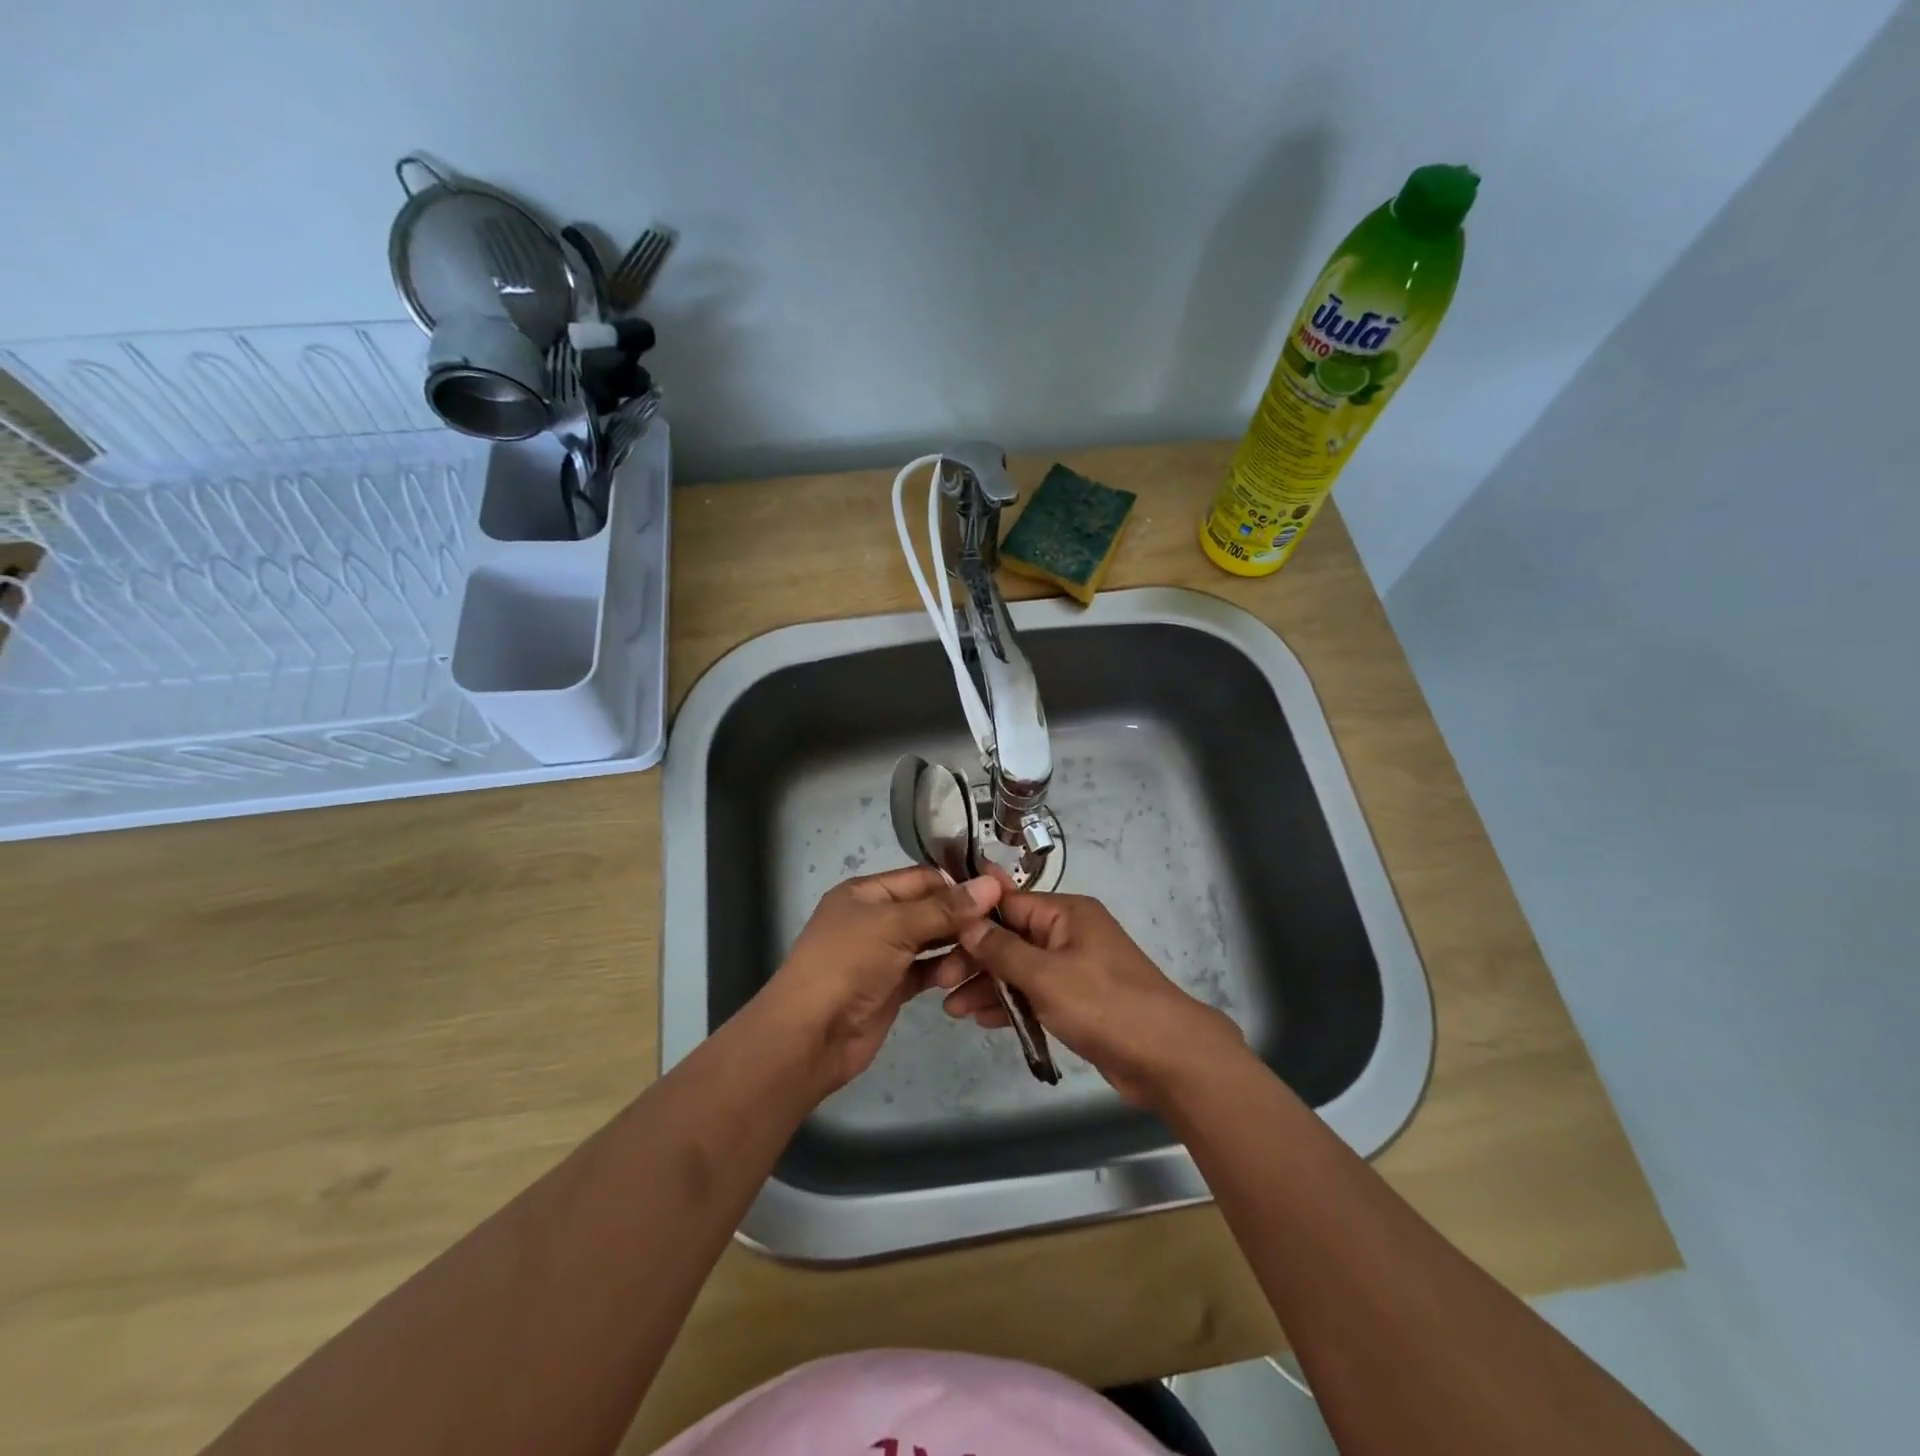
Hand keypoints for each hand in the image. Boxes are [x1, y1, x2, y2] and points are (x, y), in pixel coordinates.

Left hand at [760, 867, 1000, 1090]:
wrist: (810, 1036)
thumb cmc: (847, 964)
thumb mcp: (895, 926)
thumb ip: (944, 908)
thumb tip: (992, 884)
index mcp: (867, 892)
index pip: (923, 878)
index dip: (958, 885)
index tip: (999, 895)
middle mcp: (876, 918)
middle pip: (930, 910)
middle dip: (961, 919)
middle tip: (998, 931)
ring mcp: (884, 954)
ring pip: (932, 942)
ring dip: (955, 949)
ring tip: (976, 961)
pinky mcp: (892, 987)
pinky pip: (926, 971)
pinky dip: (944, 972)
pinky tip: (962, 977)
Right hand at [937, 880, 1244, 1107]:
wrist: (1167, 1057)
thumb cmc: (1104, 1005)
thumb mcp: (1045, 975)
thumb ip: (1002, 949)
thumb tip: (968, 920)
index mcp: (1066, 914)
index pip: (1009, 904)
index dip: (972, 919)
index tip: (937, 936)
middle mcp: (1069, 933)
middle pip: (1011, 938)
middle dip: (976, 959)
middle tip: (939, 983)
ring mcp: (1074, 968)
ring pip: (1020, 969)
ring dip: (988, 986)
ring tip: (952, 1009)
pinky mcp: (1078, 1000)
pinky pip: (1035, 994)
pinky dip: (1011, 1004)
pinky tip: (982, 1019)